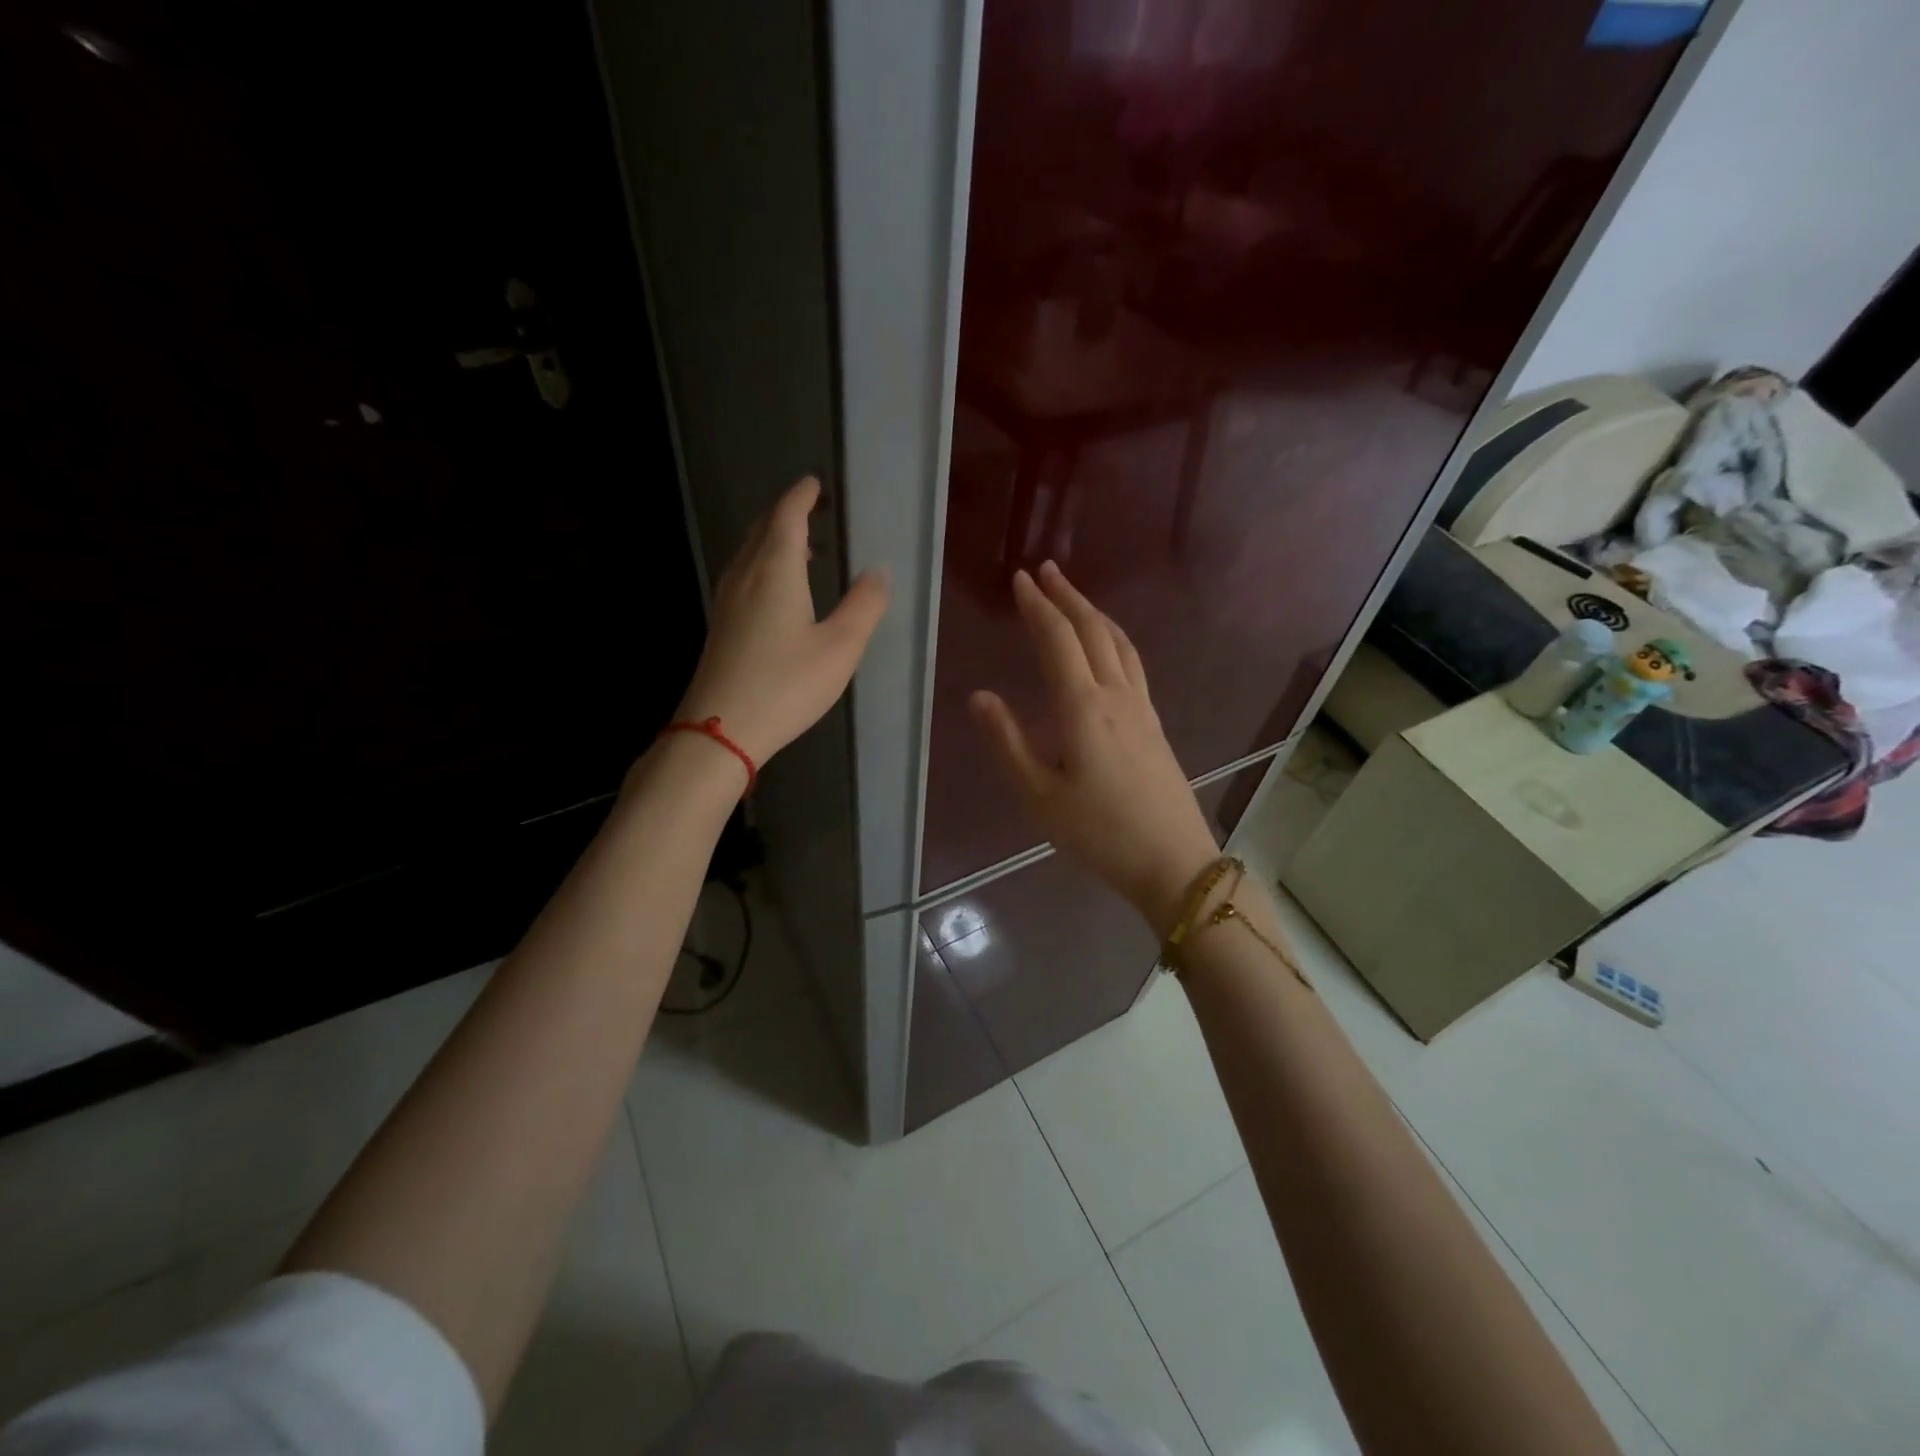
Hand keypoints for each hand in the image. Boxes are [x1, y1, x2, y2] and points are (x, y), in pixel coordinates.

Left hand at [674, 476, 889, 768]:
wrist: (721, 729)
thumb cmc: (787, 685)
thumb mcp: (840, 647)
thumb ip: (864, 606)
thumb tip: (879, 571)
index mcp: (776, 570)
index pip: (787, 517)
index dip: (802, 497)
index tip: (814, 484)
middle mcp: (746, 576)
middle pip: (764, 530)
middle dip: (787, 514)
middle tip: (811, 510)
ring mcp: (727, 601)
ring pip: (749, 554)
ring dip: (774, 541)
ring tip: (801, 548)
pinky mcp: (721, 625)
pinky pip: (743, 576)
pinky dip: (763, 565)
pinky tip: (776, 590)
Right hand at [970, 561, 1219, 935]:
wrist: (1172, 860)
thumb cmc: (1099, 832)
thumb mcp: (1040, 794)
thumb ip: (1007, 742)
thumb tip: (979, 695)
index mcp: (1083, 707)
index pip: (1058, 640)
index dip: (1037, 607)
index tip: (1020, 579)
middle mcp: (1116, 695)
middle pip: (1093, 630)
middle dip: (1067, 596)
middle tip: (1045, 571)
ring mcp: (1141, 707)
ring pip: (1118, 643)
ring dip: (1093, 612)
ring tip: (1074, 597)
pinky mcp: (1154, 723)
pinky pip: (1132, 662)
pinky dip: (1113, 638)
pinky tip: (1107, 647)